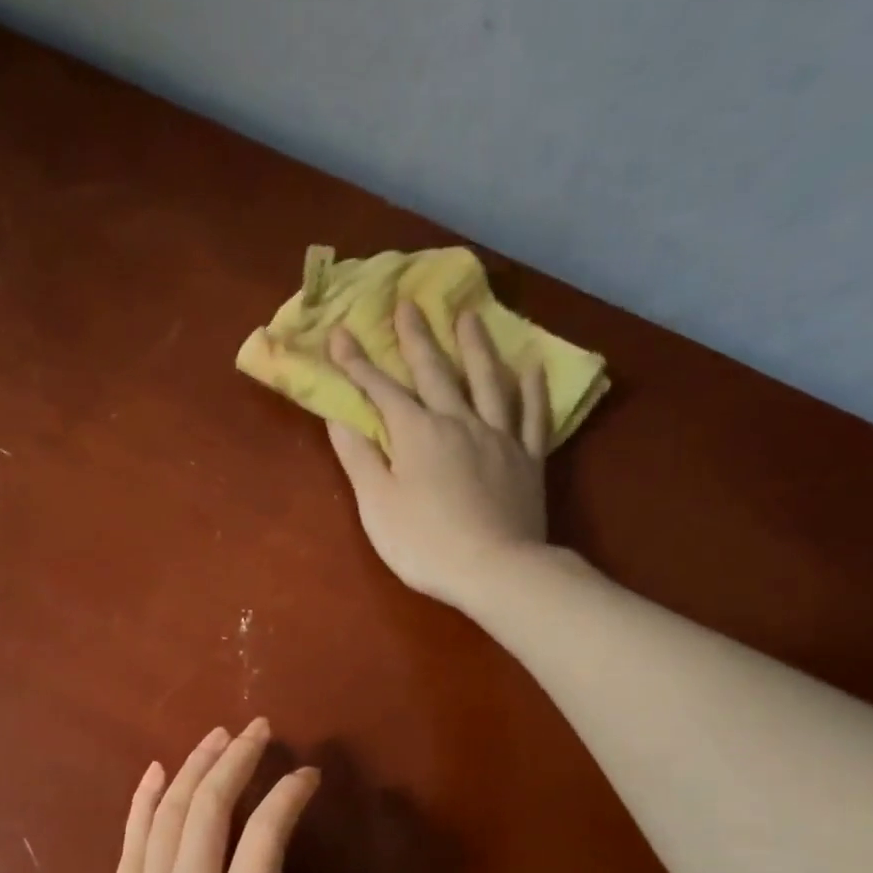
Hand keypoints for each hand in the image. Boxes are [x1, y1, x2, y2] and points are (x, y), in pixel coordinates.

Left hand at [43, 719, 335, 872]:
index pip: (266, 838)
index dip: (289, 796)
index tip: (308, 774)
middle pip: (211, 807)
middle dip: (238, 759)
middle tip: (259, 728)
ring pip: (169, 812)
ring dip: (195, 766)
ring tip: (218, 735)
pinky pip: (129, 841)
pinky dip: (143, 800)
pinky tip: (156, 771)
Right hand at [326, 300, 551, 607]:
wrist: (495, 569)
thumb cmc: (424, 542)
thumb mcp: (377, 504)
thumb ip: (359, 457)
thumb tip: (339, 416)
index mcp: (417, 433)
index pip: (381, 390)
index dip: (357, 363)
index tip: (341, 332)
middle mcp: (458, 422)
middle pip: (435, 372)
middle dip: (417, 337)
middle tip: (409, 303)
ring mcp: (499, 437)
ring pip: (487, 381)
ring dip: (476, 346)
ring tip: (470, 315)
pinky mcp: (528, 459)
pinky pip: (532, 415)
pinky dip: (532, 389)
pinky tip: (532, 367)